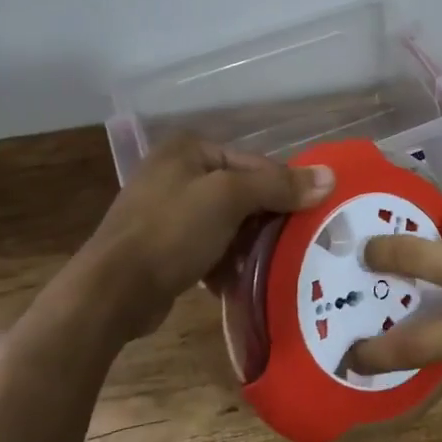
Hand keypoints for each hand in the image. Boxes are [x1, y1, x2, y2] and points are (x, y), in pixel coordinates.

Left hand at [71, 133, 332, 343]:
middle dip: (268, 219)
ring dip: (250, 244)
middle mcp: (177, 172)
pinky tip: (245, 280)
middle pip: (243, 192)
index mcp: (189, 149)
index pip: (255, 163)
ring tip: (277, 263)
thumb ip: (279, 186)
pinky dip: (228, 262)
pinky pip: (209, 247)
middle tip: (299, 241)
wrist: (111, 292)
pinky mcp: (163, 247)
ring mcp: (167, 211)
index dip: (285, 188)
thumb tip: (330, 177)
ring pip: (228, 222)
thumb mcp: (230, 198)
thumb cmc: (172, 230)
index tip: (312, 215)